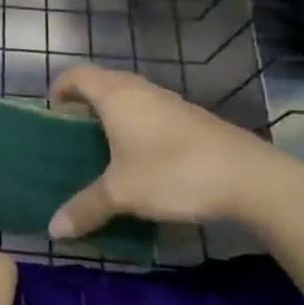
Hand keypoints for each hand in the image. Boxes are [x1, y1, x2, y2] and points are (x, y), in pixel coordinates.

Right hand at [47, 65, 303, 237]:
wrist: (250, 179)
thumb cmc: (172, 172)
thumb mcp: (121, 194)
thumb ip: (85, 209)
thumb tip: (53, 230)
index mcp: (117, 96)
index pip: (77, 74)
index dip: (60, 88)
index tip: (52, 112)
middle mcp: (142, 90)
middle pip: (104, 83)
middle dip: (85, 103)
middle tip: (73, 133)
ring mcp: (172, 103)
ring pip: (132, 98)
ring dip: (115, 116)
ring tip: (105, 149)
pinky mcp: (194, 121)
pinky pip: (153, 114)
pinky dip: (139, 128)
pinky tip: (144, 161)